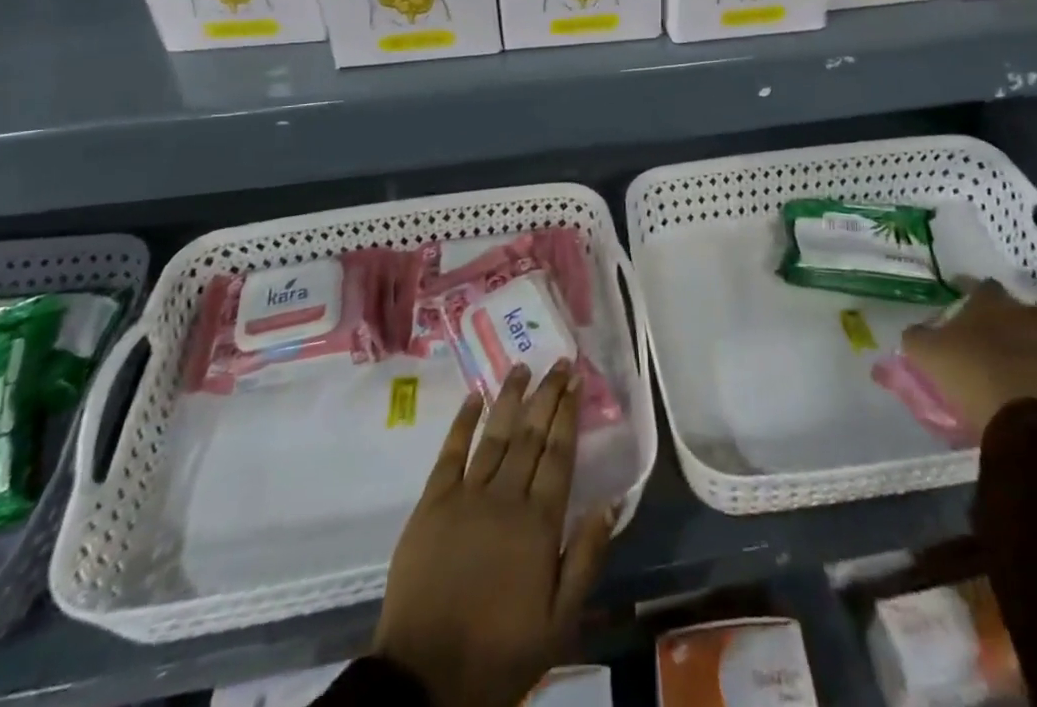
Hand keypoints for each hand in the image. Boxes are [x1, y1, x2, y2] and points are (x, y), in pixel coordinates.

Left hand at [374, 361, 613, 706]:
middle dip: (547, 394)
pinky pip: (450, 453)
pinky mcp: (431, 503)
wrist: (424, 679)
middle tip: (559, 361)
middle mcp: (505, 497)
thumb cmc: (499, 652)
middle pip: (531, 435)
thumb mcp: (558, 622)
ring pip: (495, 435)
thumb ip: (586, 557)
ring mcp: (465, 496)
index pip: (559, 454)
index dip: (569, 413)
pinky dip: (463, 422)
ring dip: (510, 397)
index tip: (577, 380)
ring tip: (523, 366)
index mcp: (538, 523)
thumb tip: (611, 501)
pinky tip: (474, 397)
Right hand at [901, 278, 1036, 438]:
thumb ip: (917, 336)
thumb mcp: (926, 353)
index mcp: (994, 302)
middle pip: (1023, 310)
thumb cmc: (972, 375)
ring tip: (1031, 366)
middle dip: (1013, 321)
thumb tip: (915, 331)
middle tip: (999, 339)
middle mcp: (1033, 315)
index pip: (981, 285)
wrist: (1029, 421)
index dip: (970, 293)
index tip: (961, 301)